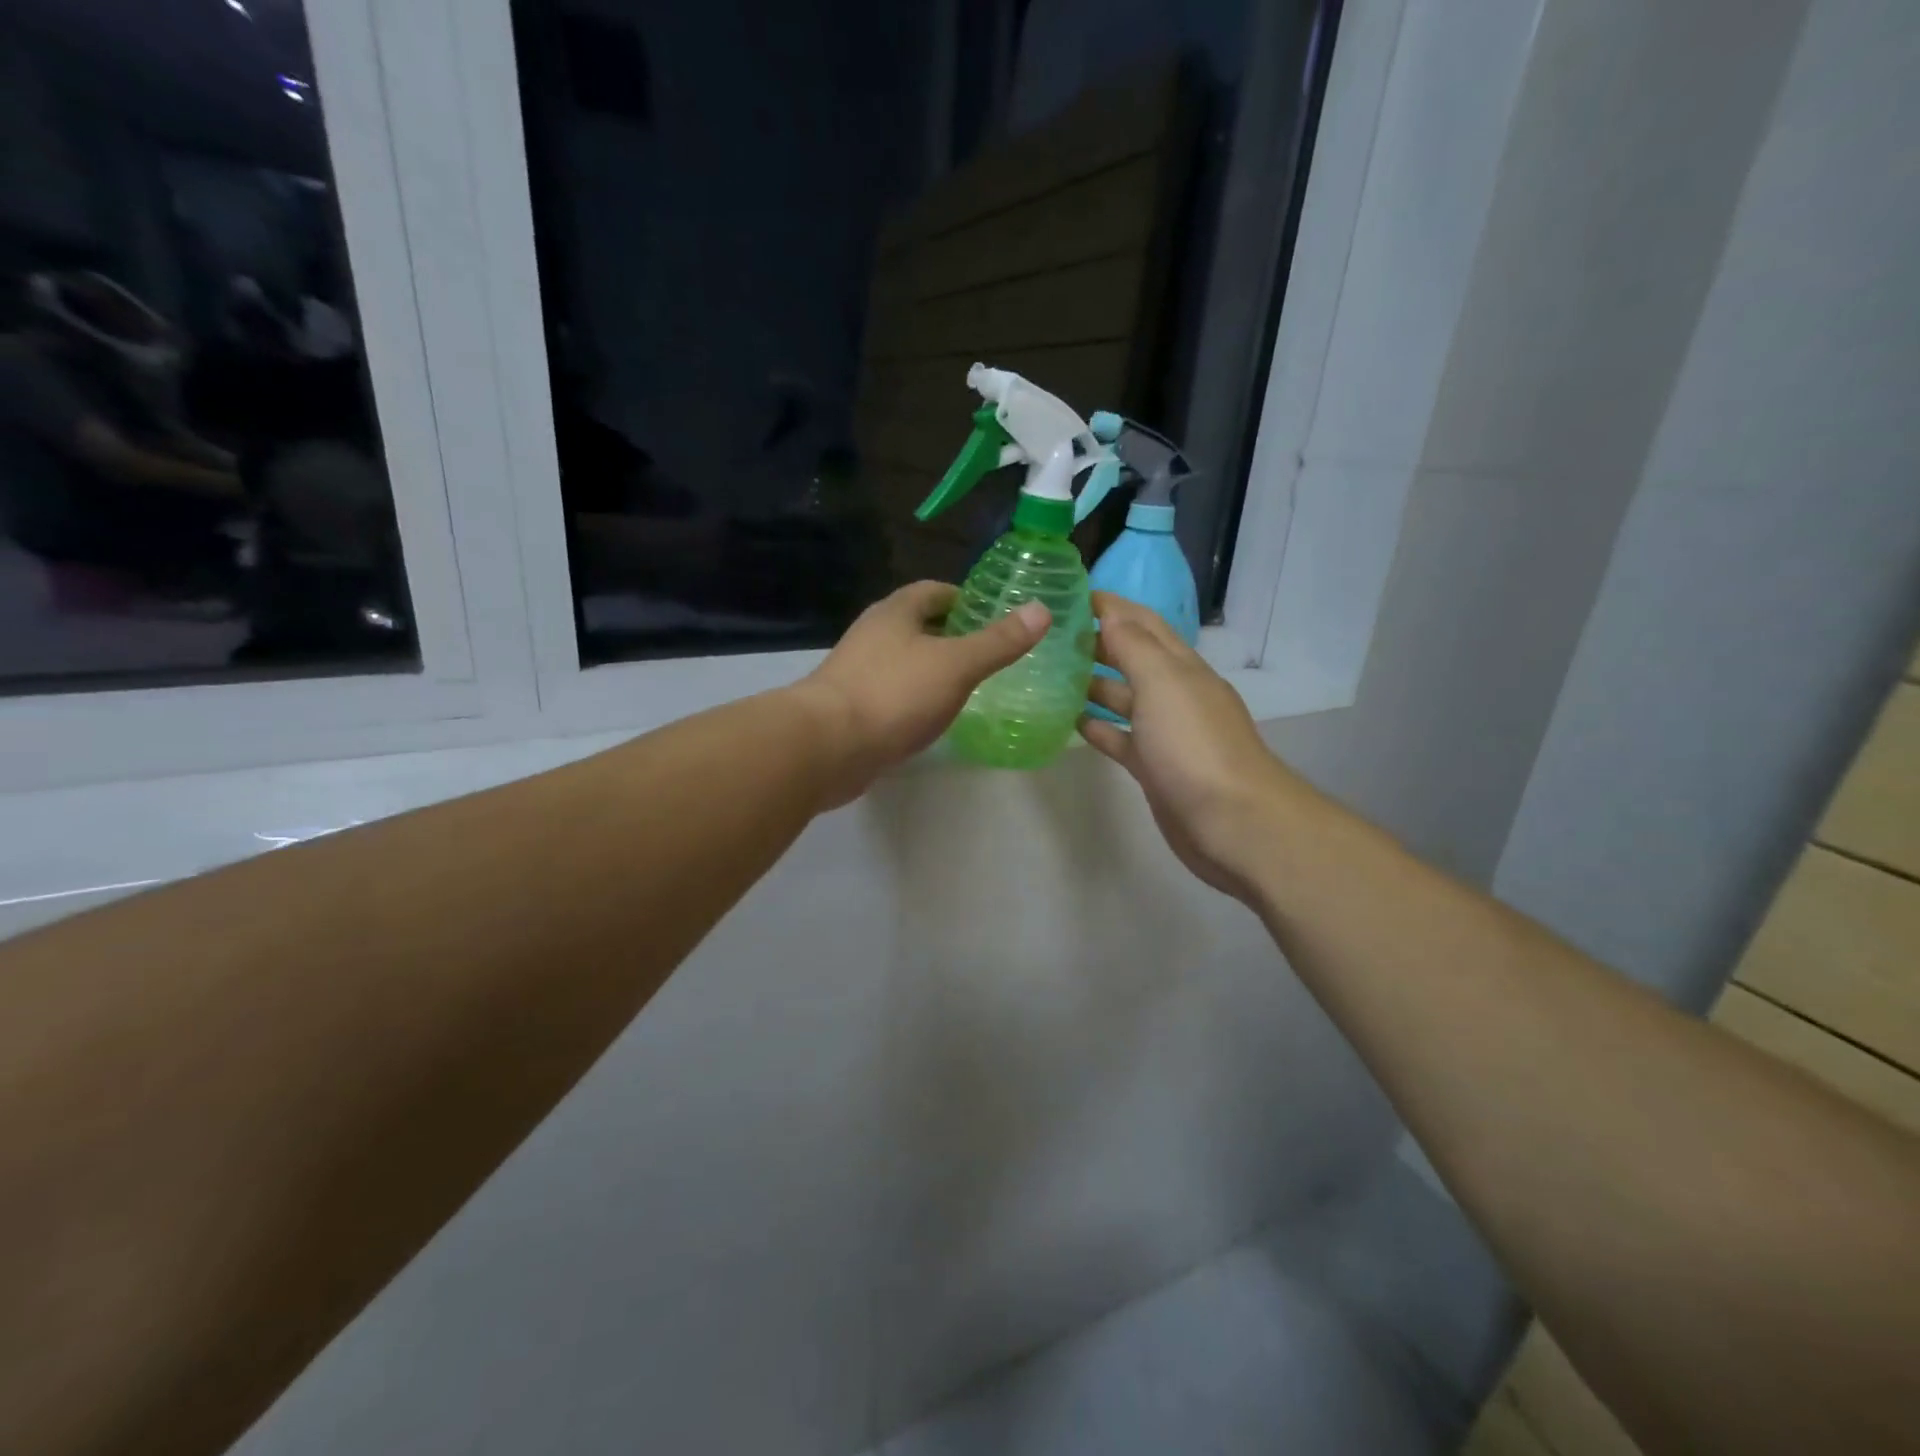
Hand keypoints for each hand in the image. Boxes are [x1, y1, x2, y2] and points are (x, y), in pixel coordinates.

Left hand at [794, 581, 1049, 806]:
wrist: (828, 747)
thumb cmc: (894, 694)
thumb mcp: (956, 664)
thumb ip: (998, 641)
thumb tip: (1042, 610)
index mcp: (896, 612)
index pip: (935, 591)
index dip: (966, 599)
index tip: (996, 616)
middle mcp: (874, 634)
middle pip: (920, 625)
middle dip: (954, 635)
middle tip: (992, 653)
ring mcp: (859, 671)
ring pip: (907, 661)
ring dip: (935, 668)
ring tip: (972, 685)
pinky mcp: (854, 706)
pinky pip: (895, 693)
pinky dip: (918, 698)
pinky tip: (936, 716)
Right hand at [1079, 593, 1312, 897]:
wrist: (1232, 821)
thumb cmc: (1194, 745)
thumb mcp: (1163, 683)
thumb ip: (1134, 646)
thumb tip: (1109, 613)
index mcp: (1180, 666)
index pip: (1142, 622)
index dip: (1109, 606)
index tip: (1068, 594)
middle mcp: (1174, 693)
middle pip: (1131, 658)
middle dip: (1096, 642)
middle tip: (1048, 635)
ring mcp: (1164, 732)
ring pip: (1123, 698)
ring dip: (1092, 684)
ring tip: (1049, 675)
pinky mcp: (1154, 767)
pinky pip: (1120, 738)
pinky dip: (1098, 727)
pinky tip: (1069, 722)